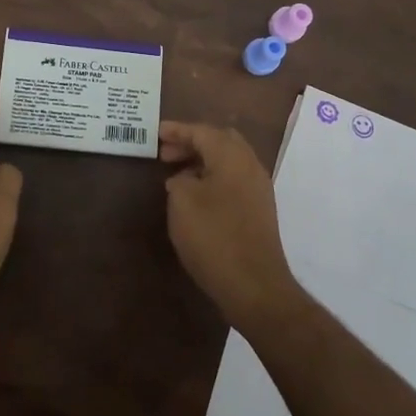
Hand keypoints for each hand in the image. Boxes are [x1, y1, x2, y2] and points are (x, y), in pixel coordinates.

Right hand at [160, 121, 303, 331]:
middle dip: (193, 142)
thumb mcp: (182, 202)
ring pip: (229, 161)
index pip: (202, 131)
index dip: (177, 130)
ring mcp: (258, 189)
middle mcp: (250, 166)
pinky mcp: (259, 210)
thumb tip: (185, 179)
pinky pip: (234, 180)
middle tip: (166, 154)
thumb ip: (179, 180)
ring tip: (176, 176)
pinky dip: (213, 178)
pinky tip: (196, 197)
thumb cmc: (214, 237)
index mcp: (232, 157)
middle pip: (221, 141)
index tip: (155, 132)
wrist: (254, 285)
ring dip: (203, 162)